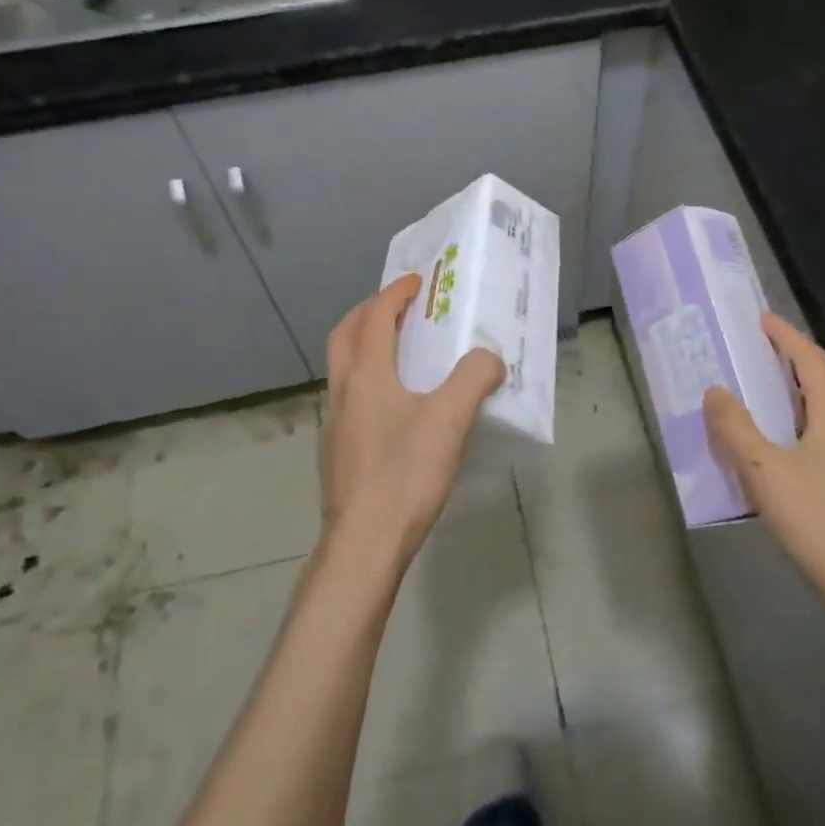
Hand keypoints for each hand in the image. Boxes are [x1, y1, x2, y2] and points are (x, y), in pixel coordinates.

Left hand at [319, 274, 505, 568]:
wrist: (363, 543)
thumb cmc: (405, 473)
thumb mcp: (451, 419)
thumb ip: (474, 378)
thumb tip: (490, 358)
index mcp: (366, 374)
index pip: (376, 317)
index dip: (396, 293)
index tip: (418, 281)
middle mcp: (343, 391)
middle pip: (346, 334)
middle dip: (369, 312)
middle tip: (399, 306)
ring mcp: (334, 422)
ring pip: (343, 367)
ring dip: (365, 345)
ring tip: (400, 352)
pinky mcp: (336, 451)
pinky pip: (349, 396)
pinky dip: (366, 379)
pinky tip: (394, 406)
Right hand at [702, 314, 824, 660]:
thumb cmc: (819, 522)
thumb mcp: (765, 472)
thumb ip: (736, 429)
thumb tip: (715, 391)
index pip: (812, 362)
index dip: (788, 337)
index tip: (762, 320)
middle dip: (801, 357)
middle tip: (768, 351)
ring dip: (807, 387)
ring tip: (773, 389)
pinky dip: (809, 415)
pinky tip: (787, 440)